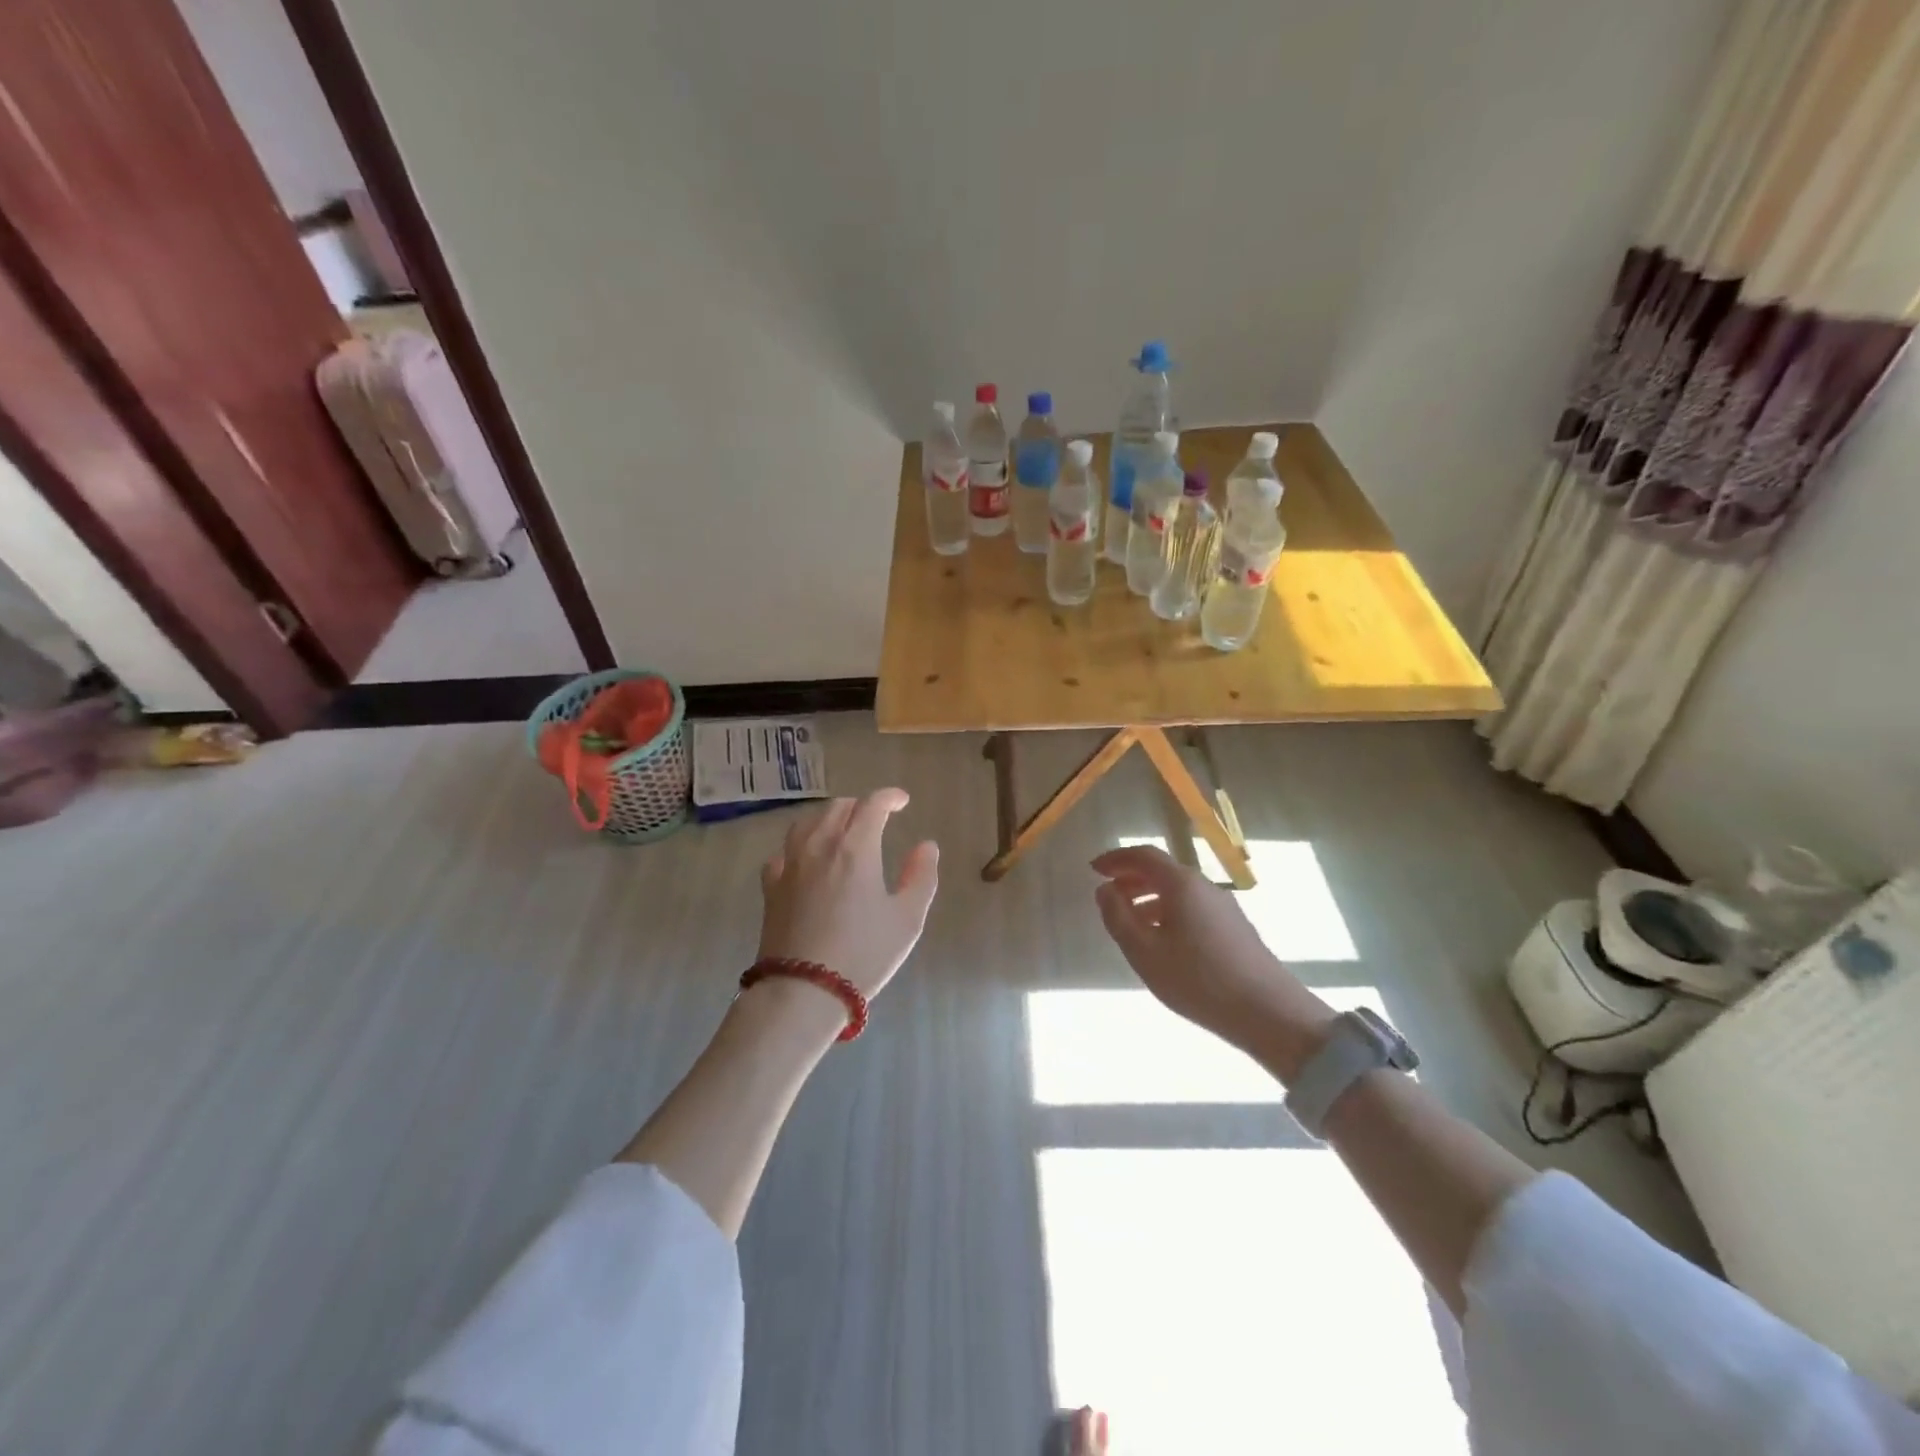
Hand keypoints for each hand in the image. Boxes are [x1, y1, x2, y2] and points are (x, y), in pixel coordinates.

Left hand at [758, 789, 938, 999]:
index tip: (902, 801)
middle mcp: (819, 845)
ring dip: (828, 818)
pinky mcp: (771, 887)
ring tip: (841, 830)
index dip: (890, 797)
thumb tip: (926, 846)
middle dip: (860, 806)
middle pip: (838, 808)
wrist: (803, 991)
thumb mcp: (907, 919)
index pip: (872, 805)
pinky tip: (805, 859)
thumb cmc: (863, 954)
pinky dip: (799, 845)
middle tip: (876, 818)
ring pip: (807, 822)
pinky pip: (783, 851)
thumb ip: (921, 876)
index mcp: (855, 848)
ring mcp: (790, 864)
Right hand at [1091, 845, 1329, 1062]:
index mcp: (1181, 884)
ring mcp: (1224, 907)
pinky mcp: (1235, 928)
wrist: (1269, 1013)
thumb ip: (1118, 917)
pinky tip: (1162, 941)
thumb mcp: (1144, 951)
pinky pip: (1192, 907)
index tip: (1094, 869)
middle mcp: (1204, 886)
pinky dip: (1168, 912)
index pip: (1144, 855)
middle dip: (1131, 878)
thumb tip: (1105, 890)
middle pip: (1162, 871)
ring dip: (1149, 897)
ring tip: (1130, 922)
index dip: (1116, 858)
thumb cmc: (1198, 979)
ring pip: (1178, 891)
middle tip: (1108, 895)